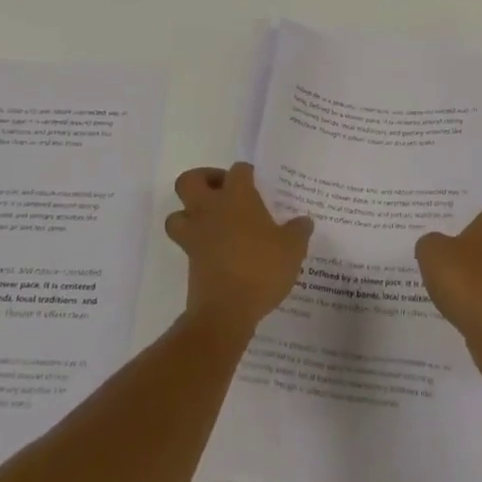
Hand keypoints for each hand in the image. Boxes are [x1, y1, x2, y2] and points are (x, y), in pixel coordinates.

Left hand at [167, 163, 313, 338]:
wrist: (226, 310)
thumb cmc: (261, 269)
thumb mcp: (292, 249)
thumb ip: (298, 231)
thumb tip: (304, 221)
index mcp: (237, 197)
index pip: (238, 170)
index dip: (247, 173)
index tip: (258, 183)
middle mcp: (210, 209)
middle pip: (190, 180)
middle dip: (203, 181)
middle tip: (224, 192)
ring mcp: (195, 234)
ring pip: (177, 213)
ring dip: (190, 213)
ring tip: (213, 222)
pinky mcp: (189, 259)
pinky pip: (185, 241)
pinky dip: (196, 242)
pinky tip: (218, 251)